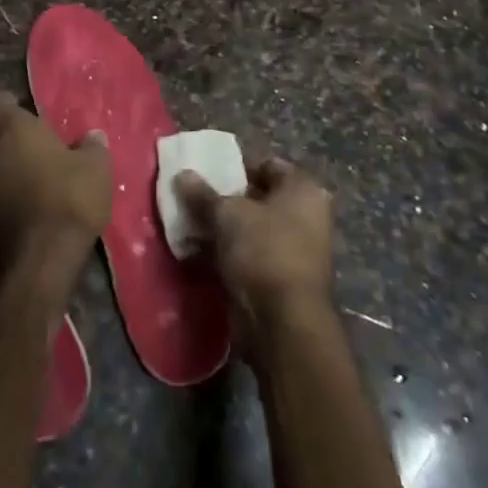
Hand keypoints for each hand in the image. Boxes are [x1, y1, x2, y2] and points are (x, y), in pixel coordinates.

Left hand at [0, 92, 111, 288]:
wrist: (39, 262)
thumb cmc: (69, 199)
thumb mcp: (96, 169)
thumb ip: (92, 147)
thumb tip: (92, 136)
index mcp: (14, 130)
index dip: (5, 104)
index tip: (20, 108)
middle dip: (11, 143)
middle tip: (38, 152)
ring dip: (7, 174)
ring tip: (34, 185)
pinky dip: (5, 202)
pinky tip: (27, 213)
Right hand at [174, 157, 333, 339]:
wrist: (283, 322)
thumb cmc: (263, 250)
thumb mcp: (226, 214)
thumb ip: (203, 194)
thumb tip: (182, 174)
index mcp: (303, 190)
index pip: (266, 165)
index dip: (236, 168)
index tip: (206, 175)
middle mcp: (305, 216)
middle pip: (257, 198)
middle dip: (224, 201)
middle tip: (192, 200)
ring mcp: (295, 250)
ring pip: (250, 230)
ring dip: (221, 229)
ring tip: (186, 226)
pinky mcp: (280, 279)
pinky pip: (248, 256)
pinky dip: (225, 254)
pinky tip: (194, 254)